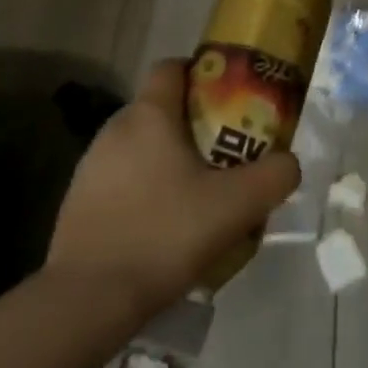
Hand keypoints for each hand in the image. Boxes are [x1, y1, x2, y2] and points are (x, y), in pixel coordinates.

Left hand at [47, 60, 299, 315]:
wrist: (87, 301)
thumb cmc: (165, 234)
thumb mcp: (237, 205)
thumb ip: (275, 175)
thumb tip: (289, 162)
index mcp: (149, 115)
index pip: (172, 67)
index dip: (202, 73)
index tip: (230, 98)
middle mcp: (114, 129)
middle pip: (161, 109)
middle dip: (193, 124)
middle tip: (225, 152)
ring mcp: (90, 167)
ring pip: (141, 146)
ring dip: (168, 160)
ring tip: (198, 195)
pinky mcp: (77, 203)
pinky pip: (122, 180)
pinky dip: (145, 190)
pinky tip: (164, 227)